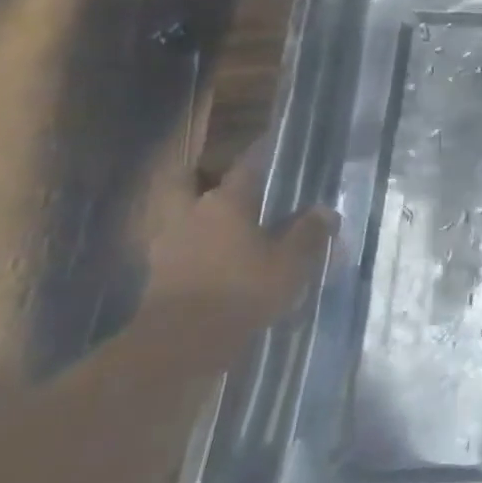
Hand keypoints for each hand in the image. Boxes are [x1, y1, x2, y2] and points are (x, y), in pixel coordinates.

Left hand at [144, 144, 337, 342]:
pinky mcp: (157, 273)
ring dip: (194, 213)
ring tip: (220, 221)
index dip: (261, 152)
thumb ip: (309, 232)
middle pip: (188, 182)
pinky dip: (189, 245)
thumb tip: (325, 210)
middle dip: (202, 176)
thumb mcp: (292, 261)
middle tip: (226, 179)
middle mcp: (191, 213)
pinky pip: (176, 246)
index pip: (247, 166)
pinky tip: (208, 256)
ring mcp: (168, 243)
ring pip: (179, 214)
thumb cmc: (243, 289)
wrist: (181, 342)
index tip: (272, 140)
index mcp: (226, 202)